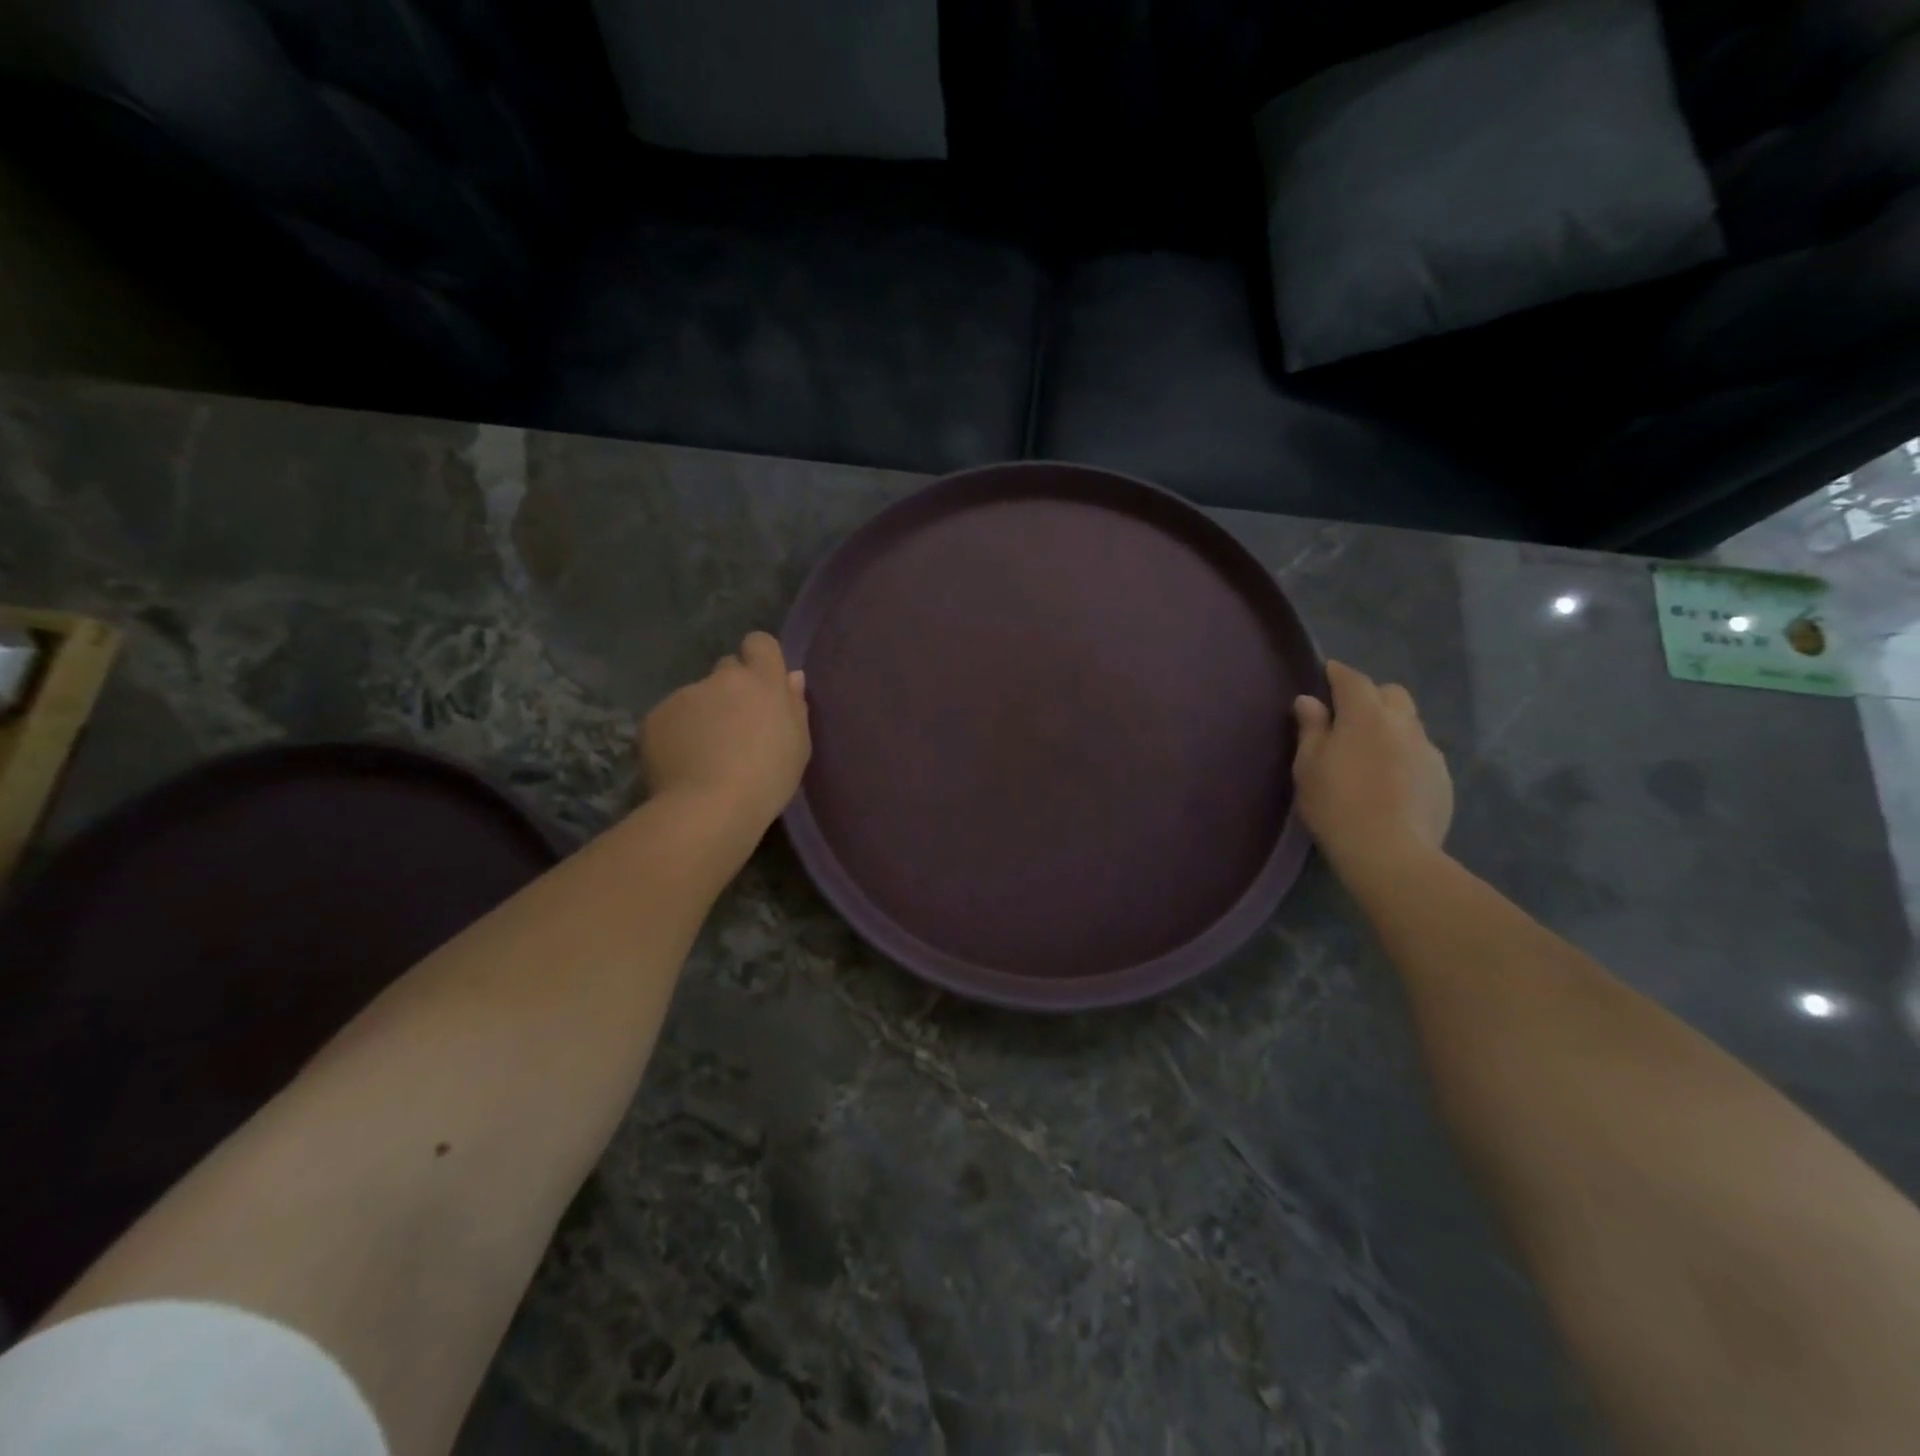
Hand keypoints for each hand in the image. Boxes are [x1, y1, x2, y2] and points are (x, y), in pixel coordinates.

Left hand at [639, 632, 810, 826]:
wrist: (710, 807)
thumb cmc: (768, 779)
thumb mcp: (798, 746)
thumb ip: (795, 706)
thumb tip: (792, 677)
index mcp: (763, 681)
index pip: (760, 643)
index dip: (759, 659)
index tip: (761, 687)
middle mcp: (723, 678)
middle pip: (727, 670)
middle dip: (730, 691)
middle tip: (734, 729)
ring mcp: (685, 694)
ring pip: (696, 697)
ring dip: (702, 716)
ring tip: (704, 756)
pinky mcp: (655, 716)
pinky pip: (670, 719)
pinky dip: (676, 735)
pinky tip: (682, 764)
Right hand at [1292, 660, 1452, 882]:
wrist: (1390, 853)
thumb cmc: (1336, 805)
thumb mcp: (1308, 766)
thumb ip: (1311, 729)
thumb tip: (1309, 700)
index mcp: (1366, 715)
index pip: (1352, 679)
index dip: (1338, 673)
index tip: (1326, 674)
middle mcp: (1403, 723)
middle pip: (1391, 693)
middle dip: (1371, 696)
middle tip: (1349, 717)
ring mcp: (1428, 750)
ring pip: (1410, 723)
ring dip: (1391, 725)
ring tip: (1371, 750)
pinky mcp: (1443, 777)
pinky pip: (1421, 752)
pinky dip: (1405, 754)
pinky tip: (1392, 779)